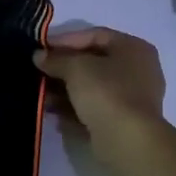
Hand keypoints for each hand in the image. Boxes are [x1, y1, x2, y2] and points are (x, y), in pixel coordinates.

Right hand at [34, 27, 167, 166]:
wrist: (127, 140)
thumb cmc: (106, 92)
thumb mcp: (75, 68)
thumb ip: (55, 59)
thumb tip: (39, 56)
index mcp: (134, 48)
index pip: (95, 35)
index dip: (65, 40)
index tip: (41, 48)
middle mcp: (137, 70)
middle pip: (93, 63)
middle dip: (63, 68)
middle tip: (38, 72)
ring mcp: (131, 98)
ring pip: (91, 88)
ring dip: (64, 91)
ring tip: (41, 96)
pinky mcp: (122, 122)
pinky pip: (93, 109)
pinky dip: (74, 109)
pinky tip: (53, 113)